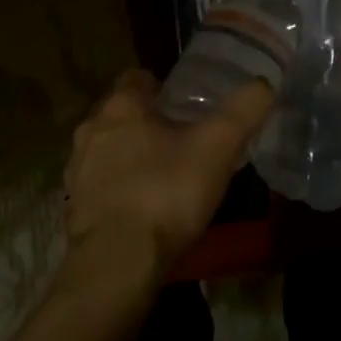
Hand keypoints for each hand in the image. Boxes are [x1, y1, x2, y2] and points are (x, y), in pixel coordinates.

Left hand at [63, 69, 274, 278]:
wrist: (116, 263)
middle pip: (122, 113)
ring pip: (108, 148)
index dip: (164, 86)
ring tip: (165, 172)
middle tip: (183, 136)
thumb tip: (265, 82)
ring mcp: (77, 169)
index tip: (187, 102)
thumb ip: (243, 110)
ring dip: (130, 154)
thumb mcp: (218, 146)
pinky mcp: (75, 206)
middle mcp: (91, 129)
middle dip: (149, 120)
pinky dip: (119, 187)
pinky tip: (144, 205)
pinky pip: (100, 184)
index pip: (138, 78)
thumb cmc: (166, 192)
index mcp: (122, 106)